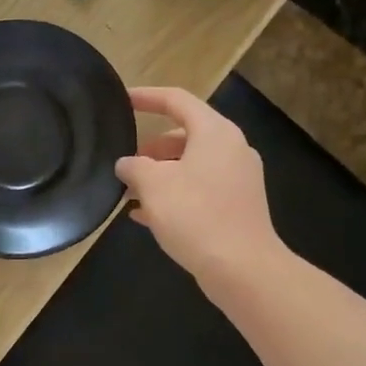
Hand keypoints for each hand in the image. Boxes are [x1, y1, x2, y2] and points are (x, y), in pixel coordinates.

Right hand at [115, 87, 283, 289]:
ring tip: (130, 194)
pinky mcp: (238, 206)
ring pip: (191, 165)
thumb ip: (133, 166)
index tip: (122, 100)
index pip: (176, 100)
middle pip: (185, 135)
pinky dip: (175, 194)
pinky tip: (146, 216)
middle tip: (126, 163)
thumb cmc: (196, 215)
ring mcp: (238, 178)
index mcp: (215, 132)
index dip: (146, 97)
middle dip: (151, 148)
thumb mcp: (153, 185)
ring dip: (160, 175)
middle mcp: (232, 149)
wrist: (242, 268)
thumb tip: (126, 164)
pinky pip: (200, 189)